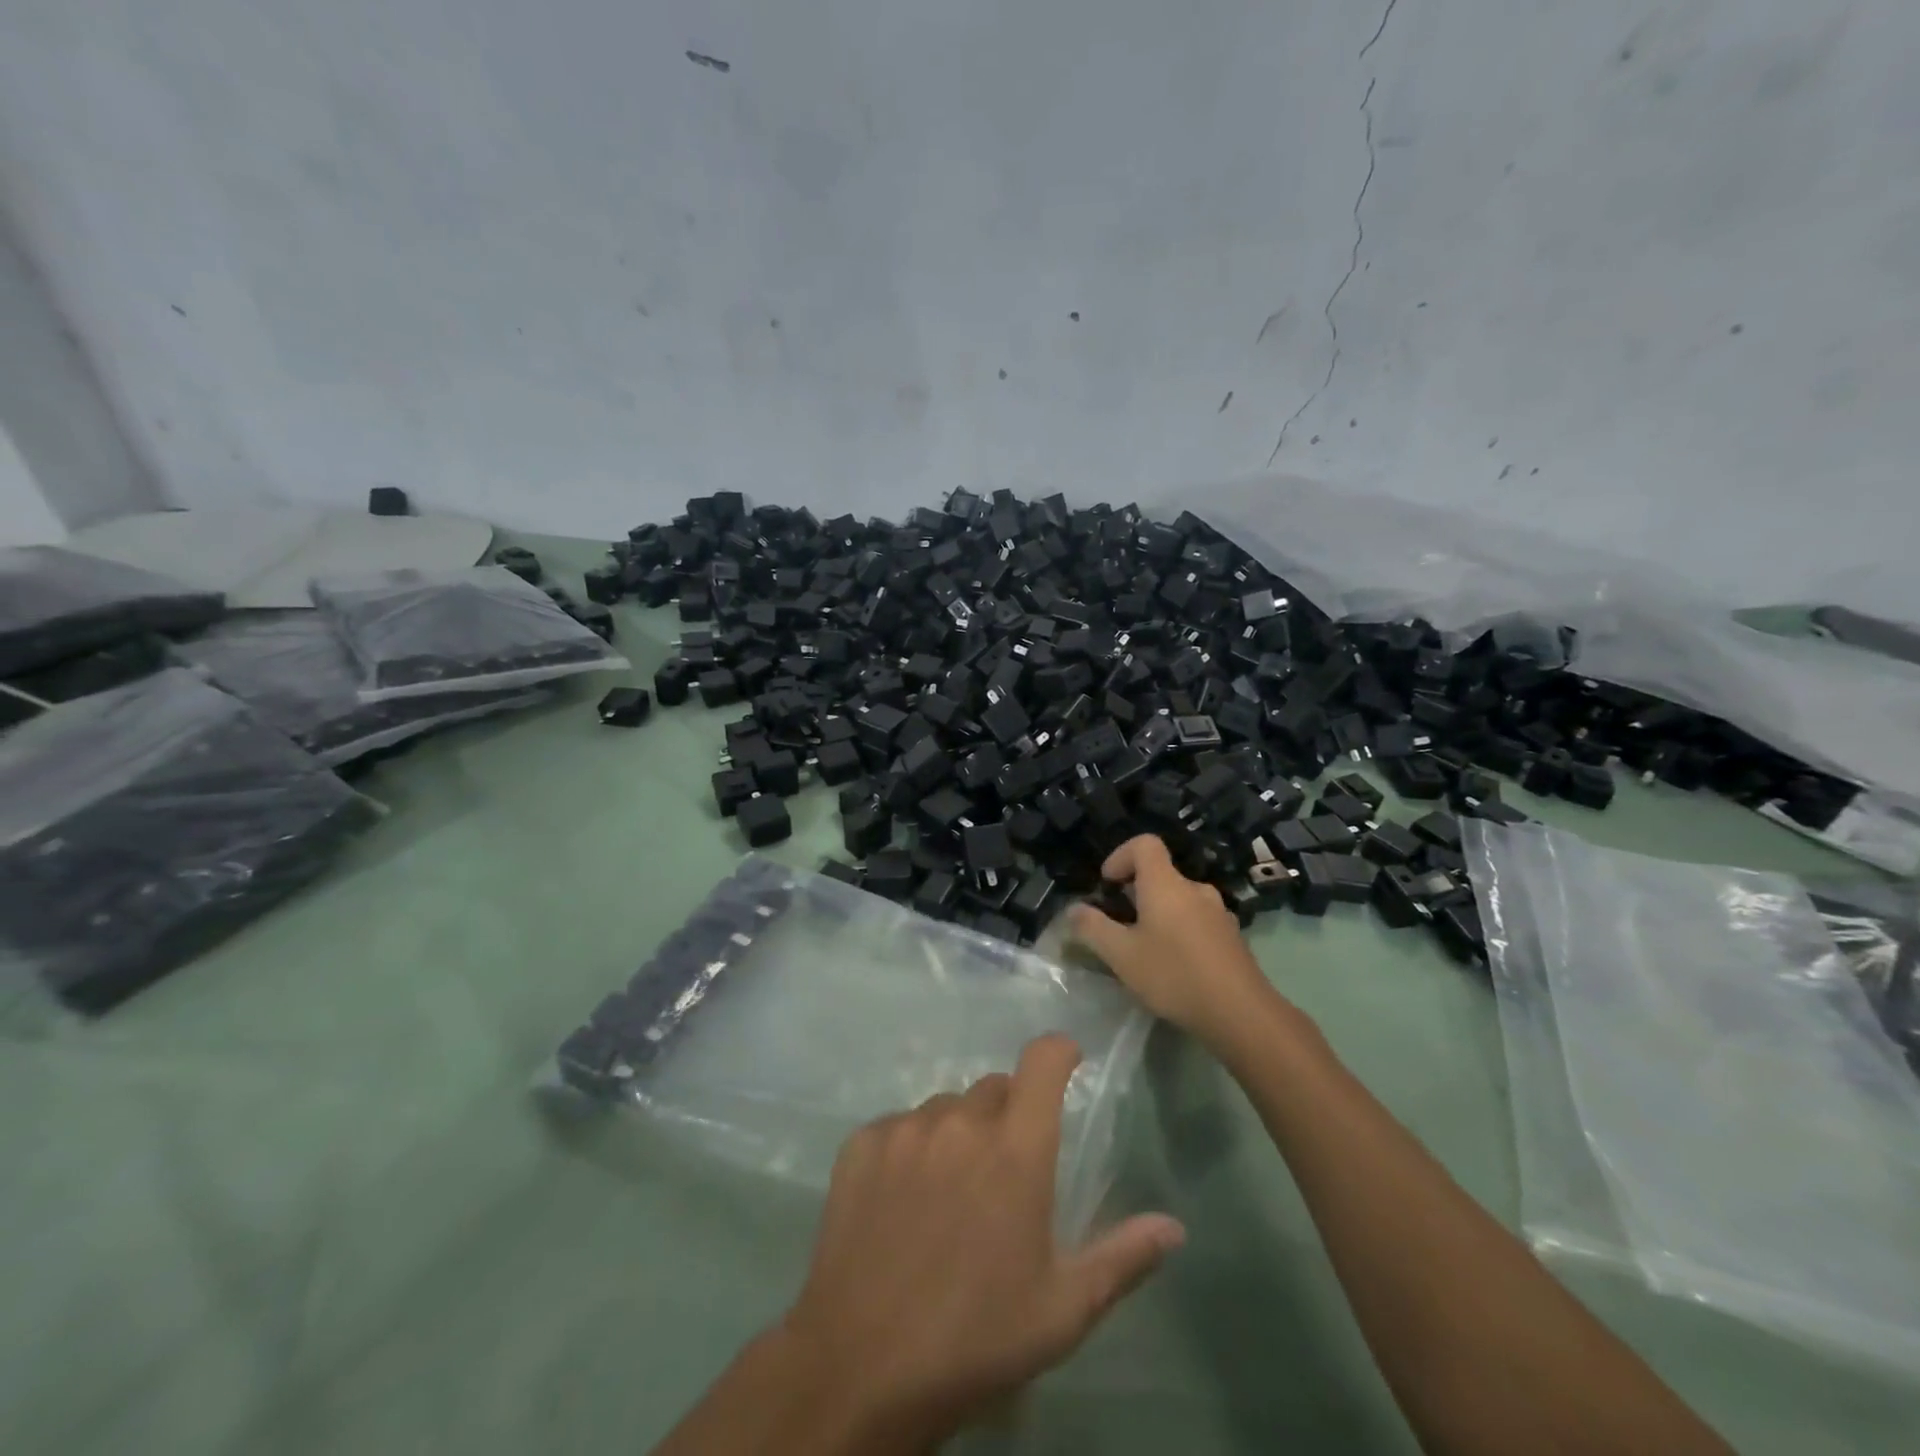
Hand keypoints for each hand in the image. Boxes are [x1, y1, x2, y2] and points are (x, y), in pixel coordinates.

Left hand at [778, 1035, 1184, 1445]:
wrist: (863, 1366)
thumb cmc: (977, 1338)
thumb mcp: (1062, 1309)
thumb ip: (1122, 1257)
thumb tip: (1174, 1227)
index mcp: (1016, 1149)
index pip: (1042, 1061)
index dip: (1058, 1052)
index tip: (1068, 1061)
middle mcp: (961, 1122)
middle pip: (994, 1088)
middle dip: (1008, 1115)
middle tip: (1004, 1171)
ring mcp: (906, 1128)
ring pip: (945, 1108)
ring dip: (958, 1133)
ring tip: (950, 1194)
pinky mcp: (862, 1143)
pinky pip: (899, 1126)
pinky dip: (910, 1149)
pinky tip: (902, 1201)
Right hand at [1068, 834, 1280, 1046]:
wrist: (1241, 1013)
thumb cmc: (1174, 975)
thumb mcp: (1121, 955)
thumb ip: (1093, 928)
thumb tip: (1073, 909)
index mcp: (1166, 884)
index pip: (1144, 844)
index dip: (1121, 856)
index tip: (1108, 885)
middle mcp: (1195, 889)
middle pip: (1161, 874)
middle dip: (1135, 893)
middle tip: (1119, 925)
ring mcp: (1218, 912)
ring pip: (1180, 900)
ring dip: (1158, 914)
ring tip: (1145, 949)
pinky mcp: (1232, 937)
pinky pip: (1197, 920)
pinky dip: (1180, 931)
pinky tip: (1175, 966)